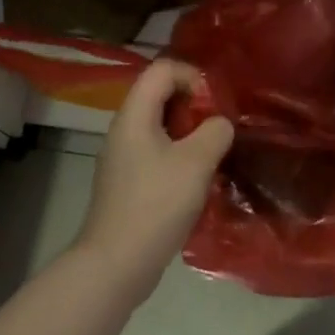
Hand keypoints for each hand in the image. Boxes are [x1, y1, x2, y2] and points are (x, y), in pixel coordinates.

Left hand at [75, 59, 233, 304]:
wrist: (115, 264)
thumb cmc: (156, 205)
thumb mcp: (196, 163)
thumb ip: (215, 132)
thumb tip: (219, 125)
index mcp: (134, 115)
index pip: (163, 69)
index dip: (193, 76)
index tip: (214, 105)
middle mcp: (124, 128)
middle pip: (160, 94)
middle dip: (194, 104)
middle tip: (217, 129)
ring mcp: (122, 155)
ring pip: (160, 124)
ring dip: (189, 131)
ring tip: (212, 153)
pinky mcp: (127, 180)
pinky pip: (156, 150)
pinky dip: (178, 153)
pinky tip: (195, 179)